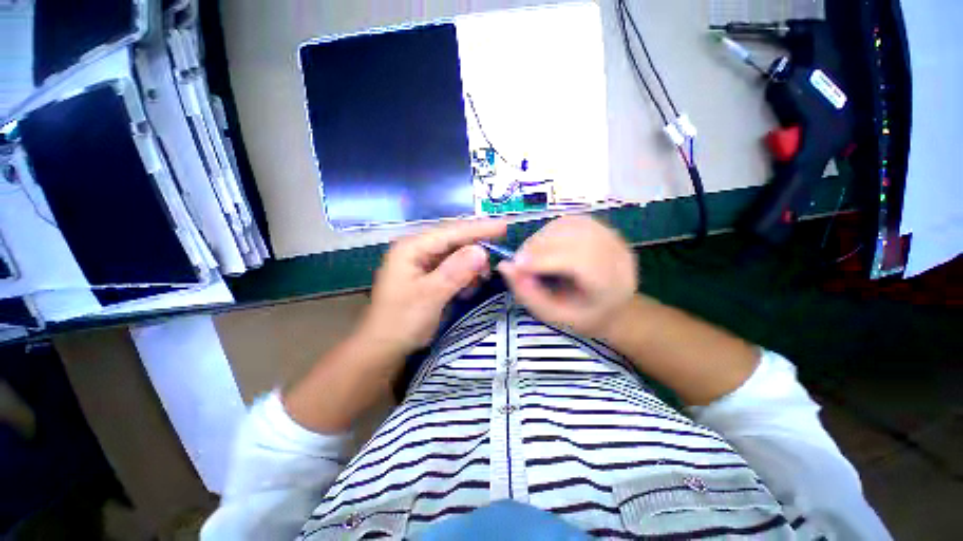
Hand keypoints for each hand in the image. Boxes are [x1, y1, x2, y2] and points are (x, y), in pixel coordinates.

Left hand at [358, 219, 506, 358]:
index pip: (451, 232)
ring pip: (456, 255)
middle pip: (454, 241)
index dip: (480, 228)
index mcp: (412, 247)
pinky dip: (465, 276)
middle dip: (477, 248)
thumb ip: (455, 272)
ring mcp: (423, 263)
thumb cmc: (401, 321)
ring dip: (472, 265)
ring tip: (481, 279)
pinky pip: (453, 269)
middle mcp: (418, 250)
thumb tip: (482, 251)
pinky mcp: (429, 276)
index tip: (505, 226)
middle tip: (500, 256)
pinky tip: (469, 288)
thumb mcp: (429, 296)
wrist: (384, 348)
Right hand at [498, 216, 637, 338]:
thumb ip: (528, 293)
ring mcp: (612, 237)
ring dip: (542, 237)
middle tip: (519, 261)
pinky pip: (569, 220)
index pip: (580, 261)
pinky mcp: (602, 226)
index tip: (517, 265)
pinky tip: (543, 246)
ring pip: (570, 225)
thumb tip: (504, 266)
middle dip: (539, 246)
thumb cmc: (580, 316)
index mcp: (611, 285)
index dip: (545, 258)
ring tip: (530, 255)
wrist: (612, 306)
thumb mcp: (552, 315)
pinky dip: (549, 230)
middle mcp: (617, 255)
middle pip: (574, 237)